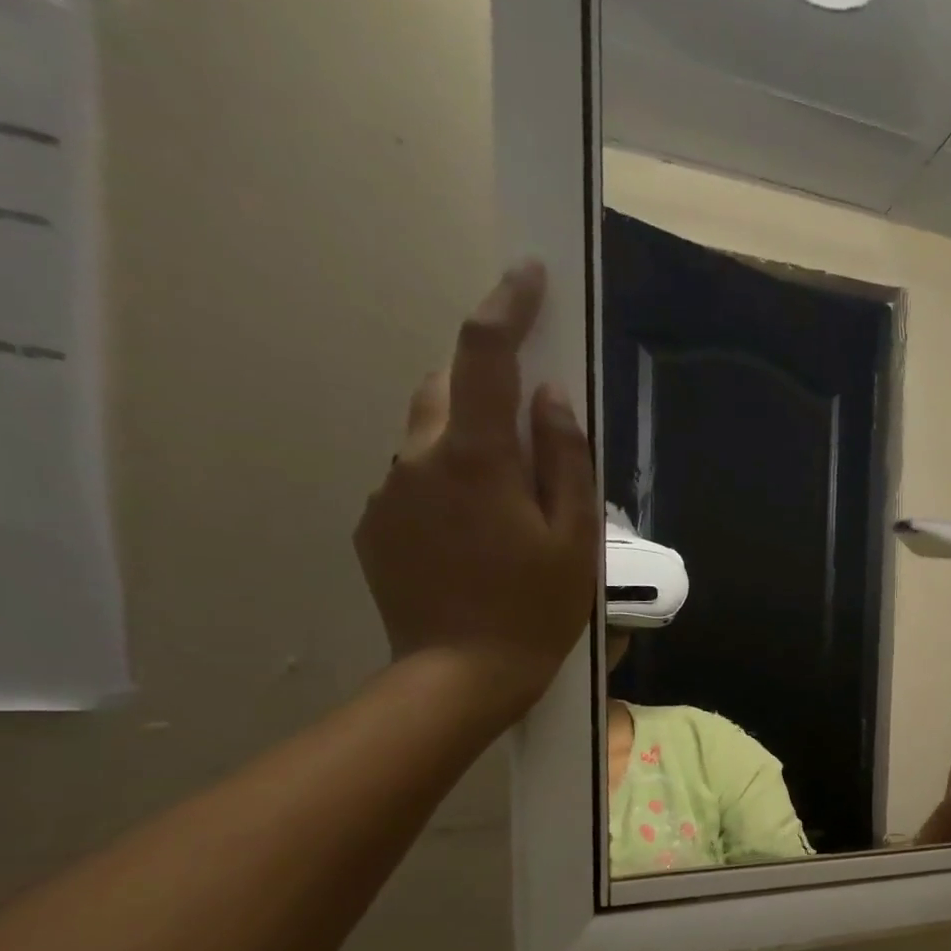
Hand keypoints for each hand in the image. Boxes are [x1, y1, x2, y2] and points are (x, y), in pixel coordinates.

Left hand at [355, 261, 599, 728]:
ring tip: (510, 504)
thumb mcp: (574, 538)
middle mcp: (418, 458)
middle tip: (532, 432)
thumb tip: (550, 397)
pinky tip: (476, 538)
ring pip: (429, 437)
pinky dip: (448, 484)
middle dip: (487, 388)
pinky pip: (415, 480)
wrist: (460, 675)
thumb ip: (564, 459)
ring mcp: (389, 491)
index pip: (484, 356)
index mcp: (475, 457)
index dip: (506, 307)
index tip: (528, 276)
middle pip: (447, 390)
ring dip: (469, 442)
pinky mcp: (375, 524)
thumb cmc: (535, 609)